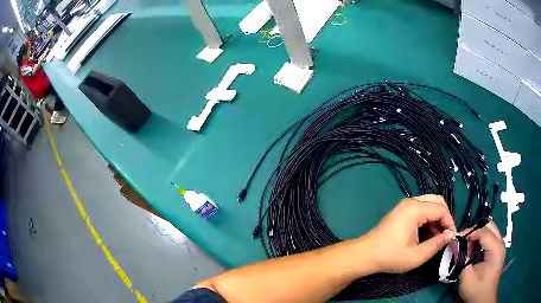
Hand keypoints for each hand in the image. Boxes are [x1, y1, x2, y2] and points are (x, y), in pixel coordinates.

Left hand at [364, 195, 455, 272]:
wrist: (365, 255)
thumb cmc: (391, 256)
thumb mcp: (417, 255)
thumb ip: (436, 244)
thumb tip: (450, 235)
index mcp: (415, 209)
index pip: (441, 209)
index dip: (449, 222)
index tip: (452, 236)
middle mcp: (411, 202)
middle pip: (436, 201)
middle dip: (444, 217)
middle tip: (446, 234)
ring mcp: (405, 205)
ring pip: (429, 204)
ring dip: (436, 218)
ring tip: (437, 237)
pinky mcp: (402, 211)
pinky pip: (421, 208)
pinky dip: (428, 218)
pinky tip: (428, 234)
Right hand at [459, 221, 504, 302]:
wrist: (483, 300)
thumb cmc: (476, 290)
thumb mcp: (466, 277)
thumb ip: (462, 258)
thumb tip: (454, 243)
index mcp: (496, 248)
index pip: (483, 231)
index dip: (470, 232)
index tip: (456, 238)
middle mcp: (500, 243)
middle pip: (489, 225)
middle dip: (475, 230)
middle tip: (463, 239)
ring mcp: (500, 246)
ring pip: (489, 229)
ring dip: (477, 234)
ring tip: (467, 245)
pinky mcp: (497, 250)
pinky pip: (490, 237)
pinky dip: (480, 240)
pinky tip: (473, 249)